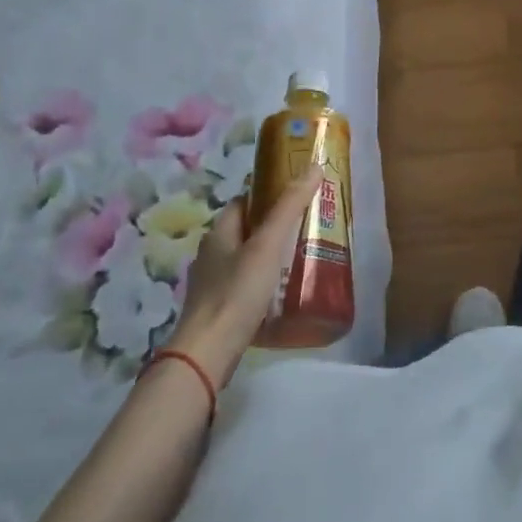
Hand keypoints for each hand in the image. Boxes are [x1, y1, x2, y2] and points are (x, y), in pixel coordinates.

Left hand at [167, 167, 321, 384]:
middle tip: (307, 226)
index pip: (243, 201)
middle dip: (273, 226)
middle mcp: (211, 254)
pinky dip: (263, 281)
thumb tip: (313, 166)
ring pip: (246, 258)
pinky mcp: (219, 309)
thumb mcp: (267, 245)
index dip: (268, 195)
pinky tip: (283, 290)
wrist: (207, 354)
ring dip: (269, 255)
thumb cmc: (237, 292)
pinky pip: (245, 284)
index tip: (297, 196)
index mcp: (219, 232)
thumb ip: (290, 207)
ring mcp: (212, 284)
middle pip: (246, 230)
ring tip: (301, 257)